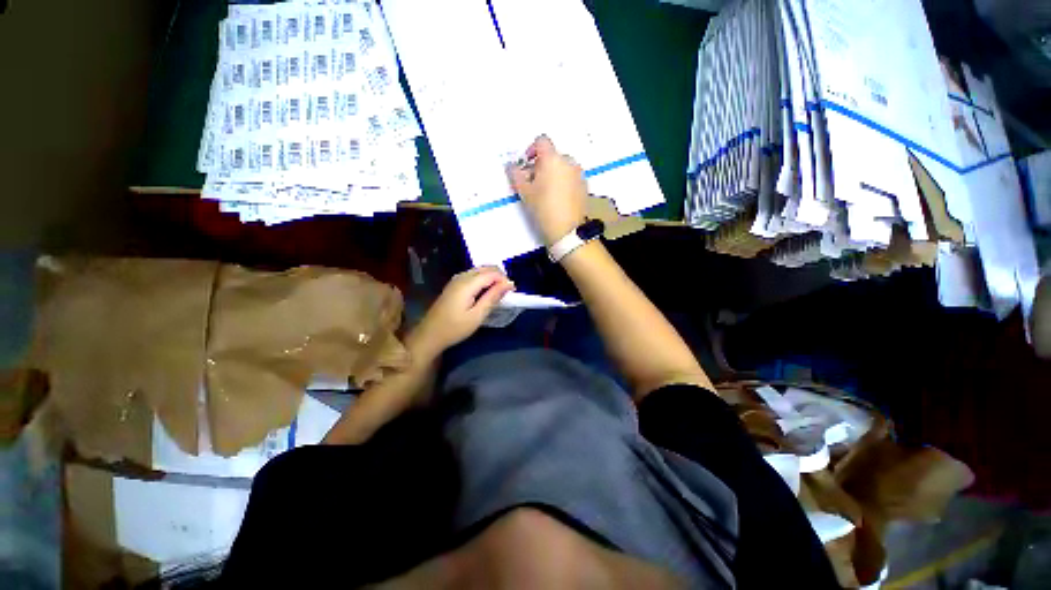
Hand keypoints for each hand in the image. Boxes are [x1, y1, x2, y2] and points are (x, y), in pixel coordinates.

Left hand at [413, 267, 514, 353]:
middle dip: (499, 277)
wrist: (430, 334)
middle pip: (485, 268)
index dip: (504, 279)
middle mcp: (462, 277)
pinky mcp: (454, 284)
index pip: (492, 273)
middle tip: (506, 292)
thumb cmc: (455, 328)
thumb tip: (509, 283)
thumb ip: (493, 297)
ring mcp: (456, 279)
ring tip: (498, 293)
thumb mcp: (477, 315)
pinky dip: (483, 279)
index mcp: (467, 284)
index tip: (513, 291)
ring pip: (479, 270)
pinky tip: (486, 292)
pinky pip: (473, 275)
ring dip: (491, 278)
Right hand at [507, 135, 587, 245]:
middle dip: (541, 165)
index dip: (531, 150)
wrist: (567, 230)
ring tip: (545, 193)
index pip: (541, 141)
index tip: (526, 165)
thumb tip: (512, 166)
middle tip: (533, 183)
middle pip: (552, 155)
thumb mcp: (525, 192)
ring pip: (562, 167)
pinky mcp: (585, 186)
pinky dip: (563, 182)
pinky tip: (558, 199)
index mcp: (553, 159)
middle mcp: (569, 162)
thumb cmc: (544, 209)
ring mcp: (579, 174)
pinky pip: (571, 177)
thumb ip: (516, 175)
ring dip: (552, 174)